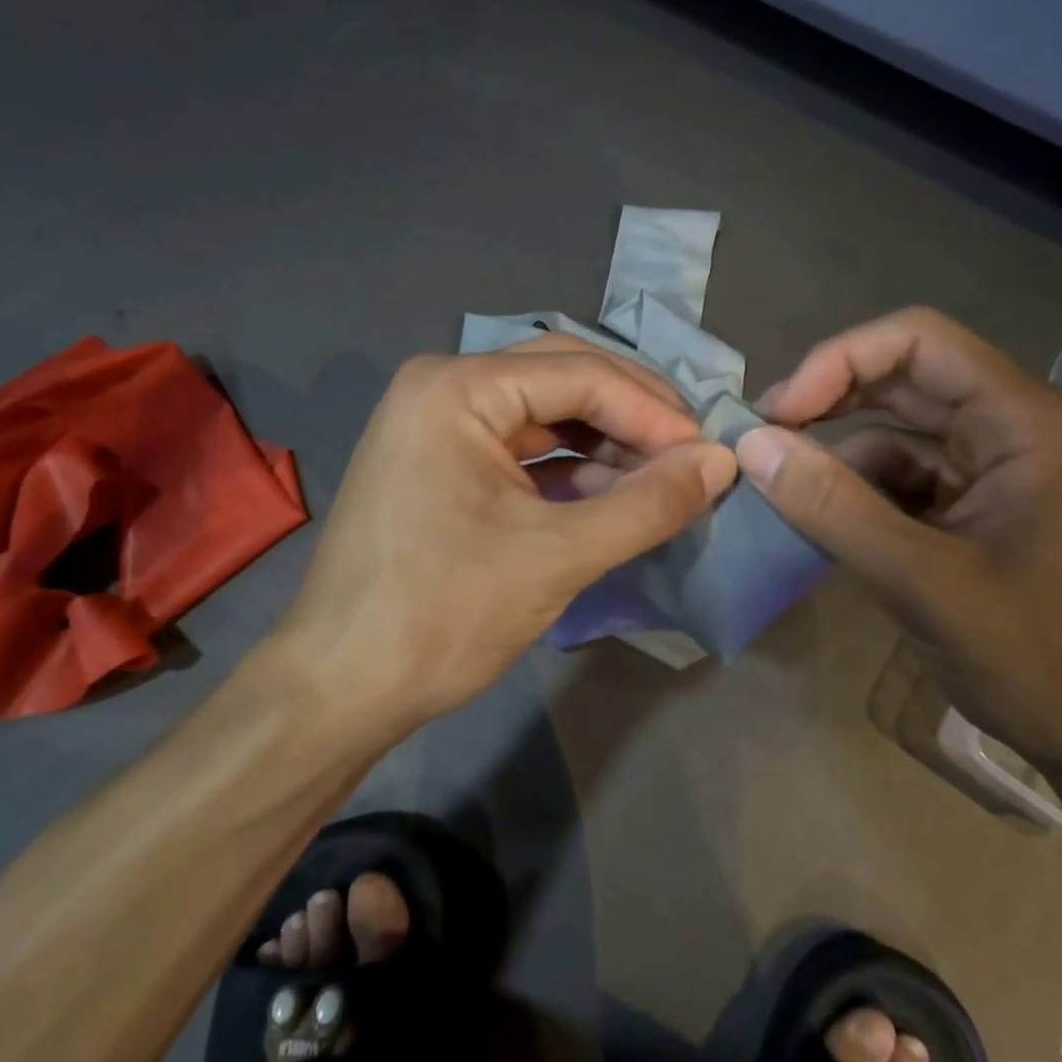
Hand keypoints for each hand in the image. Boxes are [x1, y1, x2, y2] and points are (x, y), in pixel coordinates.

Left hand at [275, 337, 736, 738]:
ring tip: (664, 478)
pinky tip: (613, 494)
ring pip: (544, 414)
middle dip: (632, 416)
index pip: (581, 373)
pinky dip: (570, 468)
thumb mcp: (558, 556)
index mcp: (458, 387)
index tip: (711, 454)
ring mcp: (435, 424)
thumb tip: (723, 462)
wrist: (339, 688)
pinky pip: (520, 448)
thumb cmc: (442, 614)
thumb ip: (648, 504)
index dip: (654, 412)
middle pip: (561, 379)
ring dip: (606, 443)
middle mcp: (442, 386)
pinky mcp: (439, 462)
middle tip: (693, 454)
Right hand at [738, 308, 1061, 781]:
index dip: (838, 361)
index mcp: (1024, 423)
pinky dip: (862, 494)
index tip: (779, 413)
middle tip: (762, 439)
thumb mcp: (923, 582)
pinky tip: (826, 522)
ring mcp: (1000, 473)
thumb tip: (751, 444)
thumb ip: (833, 507)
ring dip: (840, 454)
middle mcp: (1015, 430)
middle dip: (829, 400)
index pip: (918, 341)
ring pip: (902, 433)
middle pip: (906, 380)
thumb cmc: (1043, 661)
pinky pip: (909, 480)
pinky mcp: (983, 513)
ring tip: (783, 487)